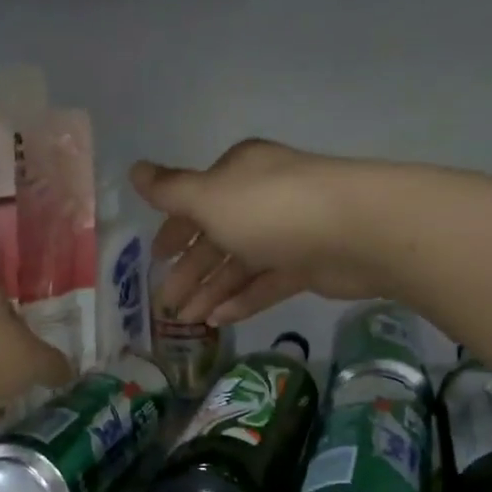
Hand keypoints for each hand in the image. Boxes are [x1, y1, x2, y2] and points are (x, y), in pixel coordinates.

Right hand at [131, 141, 385, 326]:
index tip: (157, 258)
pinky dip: (241, 300)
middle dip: (189, 271)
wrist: (357, 230)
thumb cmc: (271, 209)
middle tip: (165, 304)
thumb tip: (134, 170)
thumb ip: (170, 191)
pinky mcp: (306, 265)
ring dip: (211, 292)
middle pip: (216, 238)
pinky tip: (219, 321)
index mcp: (237, 175)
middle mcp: (260, 199)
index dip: (175, 230)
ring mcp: (285, 233)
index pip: (197, 201)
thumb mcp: (209, 198)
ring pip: (239, 265)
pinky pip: (265, 284)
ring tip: (187, 322)